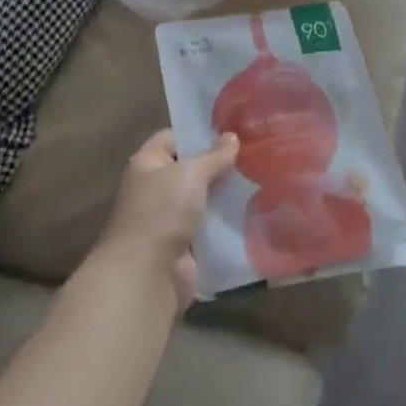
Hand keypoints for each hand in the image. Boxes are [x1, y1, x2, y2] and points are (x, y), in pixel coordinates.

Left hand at [99, 130, 239, 312]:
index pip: (172, 138)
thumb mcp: (192, 173)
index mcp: (147, 164)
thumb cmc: (163, 210)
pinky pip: (207, 228)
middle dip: (217, 165)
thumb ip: (214, 156)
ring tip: (257, 180)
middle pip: (189, 170)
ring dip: (223, 195)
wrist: (147, 273)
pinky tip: (251, 211)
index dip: (198, 133)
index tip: (230, 131)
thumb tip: (232, 136)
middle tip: (252, 154)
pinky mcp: (182, 246)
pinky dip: (223, 223)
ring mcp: (167, 219)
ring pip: (200, 199)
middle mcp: (154, 189)